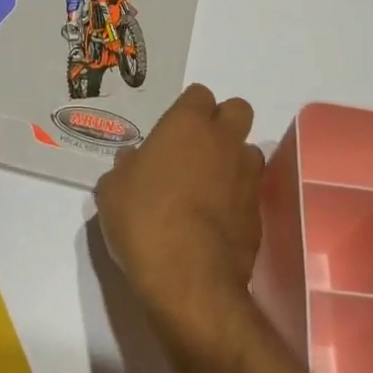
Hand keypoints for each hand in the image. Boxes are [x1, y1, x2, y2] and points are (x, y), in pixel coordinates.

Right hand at [94, 85, 262, 340]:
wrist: (190, 278)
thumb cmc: (144, 220)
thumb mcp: (113, 191)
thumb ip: (126, 167)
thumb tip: (134, 160)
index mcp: (188, 124)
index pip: (199, 94)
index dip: (187, 110)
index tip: (172, 132)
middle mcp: (224, 140)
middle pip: (237, 110)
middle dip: (223, 123)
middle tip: (197, 149)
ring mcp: (247, 175)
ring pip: (248, 150)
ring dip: (233, 161)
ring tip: (209, 188)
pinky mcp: (259, 211)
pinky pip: (250, 190)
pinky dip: (238, 198)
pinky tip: (217, 221)